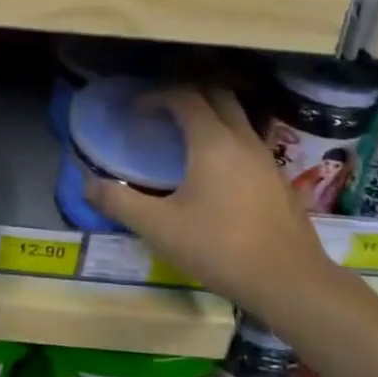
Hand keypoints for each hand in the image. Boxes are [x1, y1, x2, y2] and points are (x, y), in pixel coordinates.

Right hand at [85, 85, 335, 314]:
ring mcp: (266, 159)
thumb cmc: (220, 248)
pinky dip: (225, 139)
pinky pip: (248, 142)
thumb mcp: (159, 227)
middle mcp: (243, 140)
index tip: (133, 111)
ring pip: (237, 117)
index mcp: (213, 142)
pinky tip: (213, 172)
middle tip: (159, 110)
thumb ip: (119, 202)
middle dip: (185, 94)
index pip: (184, 96)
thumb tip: (87, 184)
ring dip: (209, 115)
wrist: (290, 283)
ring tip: (182, 137)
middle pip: (216, 95)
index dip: (155, 96)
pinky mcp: (279, 180)